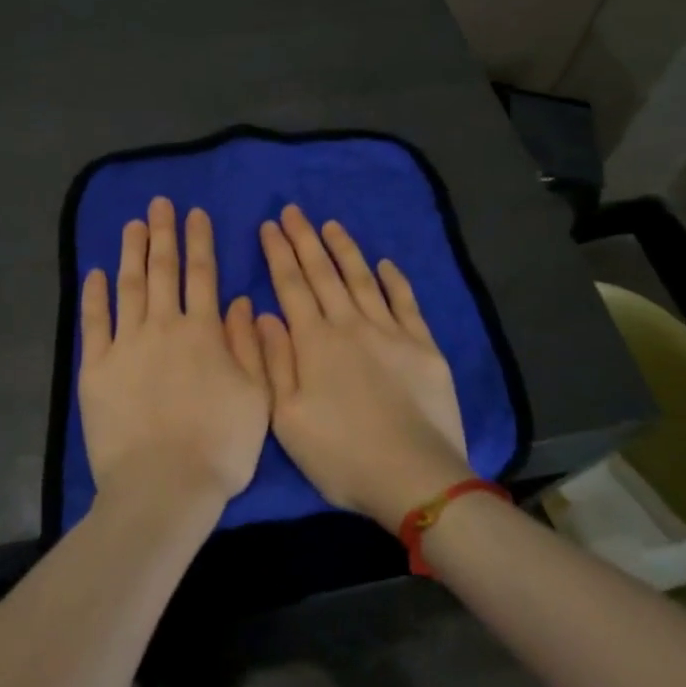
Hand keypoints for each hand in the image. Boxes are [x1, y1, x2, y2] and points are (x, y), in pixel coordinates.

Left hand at [78, 197, 271, 512]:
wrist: (163, 487)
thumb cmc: (219, 446)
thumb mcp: (256, 396)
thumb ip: (248, 345)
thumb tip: (239, 300)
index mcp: (203, 332)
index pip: (202, 275)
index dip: (199, 241)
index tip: (195, 213)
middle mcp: (163, 327)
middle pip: (163, 270)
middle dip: (163, 233)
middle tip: (160, 203)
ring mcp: (126, 345)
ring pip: (129, 286)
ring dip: (132, 252)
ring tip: (133, 224)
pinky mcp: (96, 368)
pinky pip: (94, 322)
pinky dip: (95, 295)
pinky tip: (97, 273)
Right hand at [255, 205, 472, 529]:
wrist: (414, 476)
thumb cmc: (340, 454)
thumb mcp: (287, 418)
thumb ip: (273, 361)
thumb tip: (262, 313)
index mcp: (314, 342)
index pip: (291, 285)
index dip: (278, 253)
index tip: (269, 225)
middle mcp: (350, 325)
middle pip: (323, 273)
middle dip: (305, 239)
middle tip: (293, 210)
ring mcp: (390, 332)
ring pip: (362, 279)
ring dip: (344, 249)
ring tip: (330, 225)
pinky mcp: (422, 346)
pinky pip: (406, 302)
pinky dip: (394, 280)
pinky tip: (386, 263)